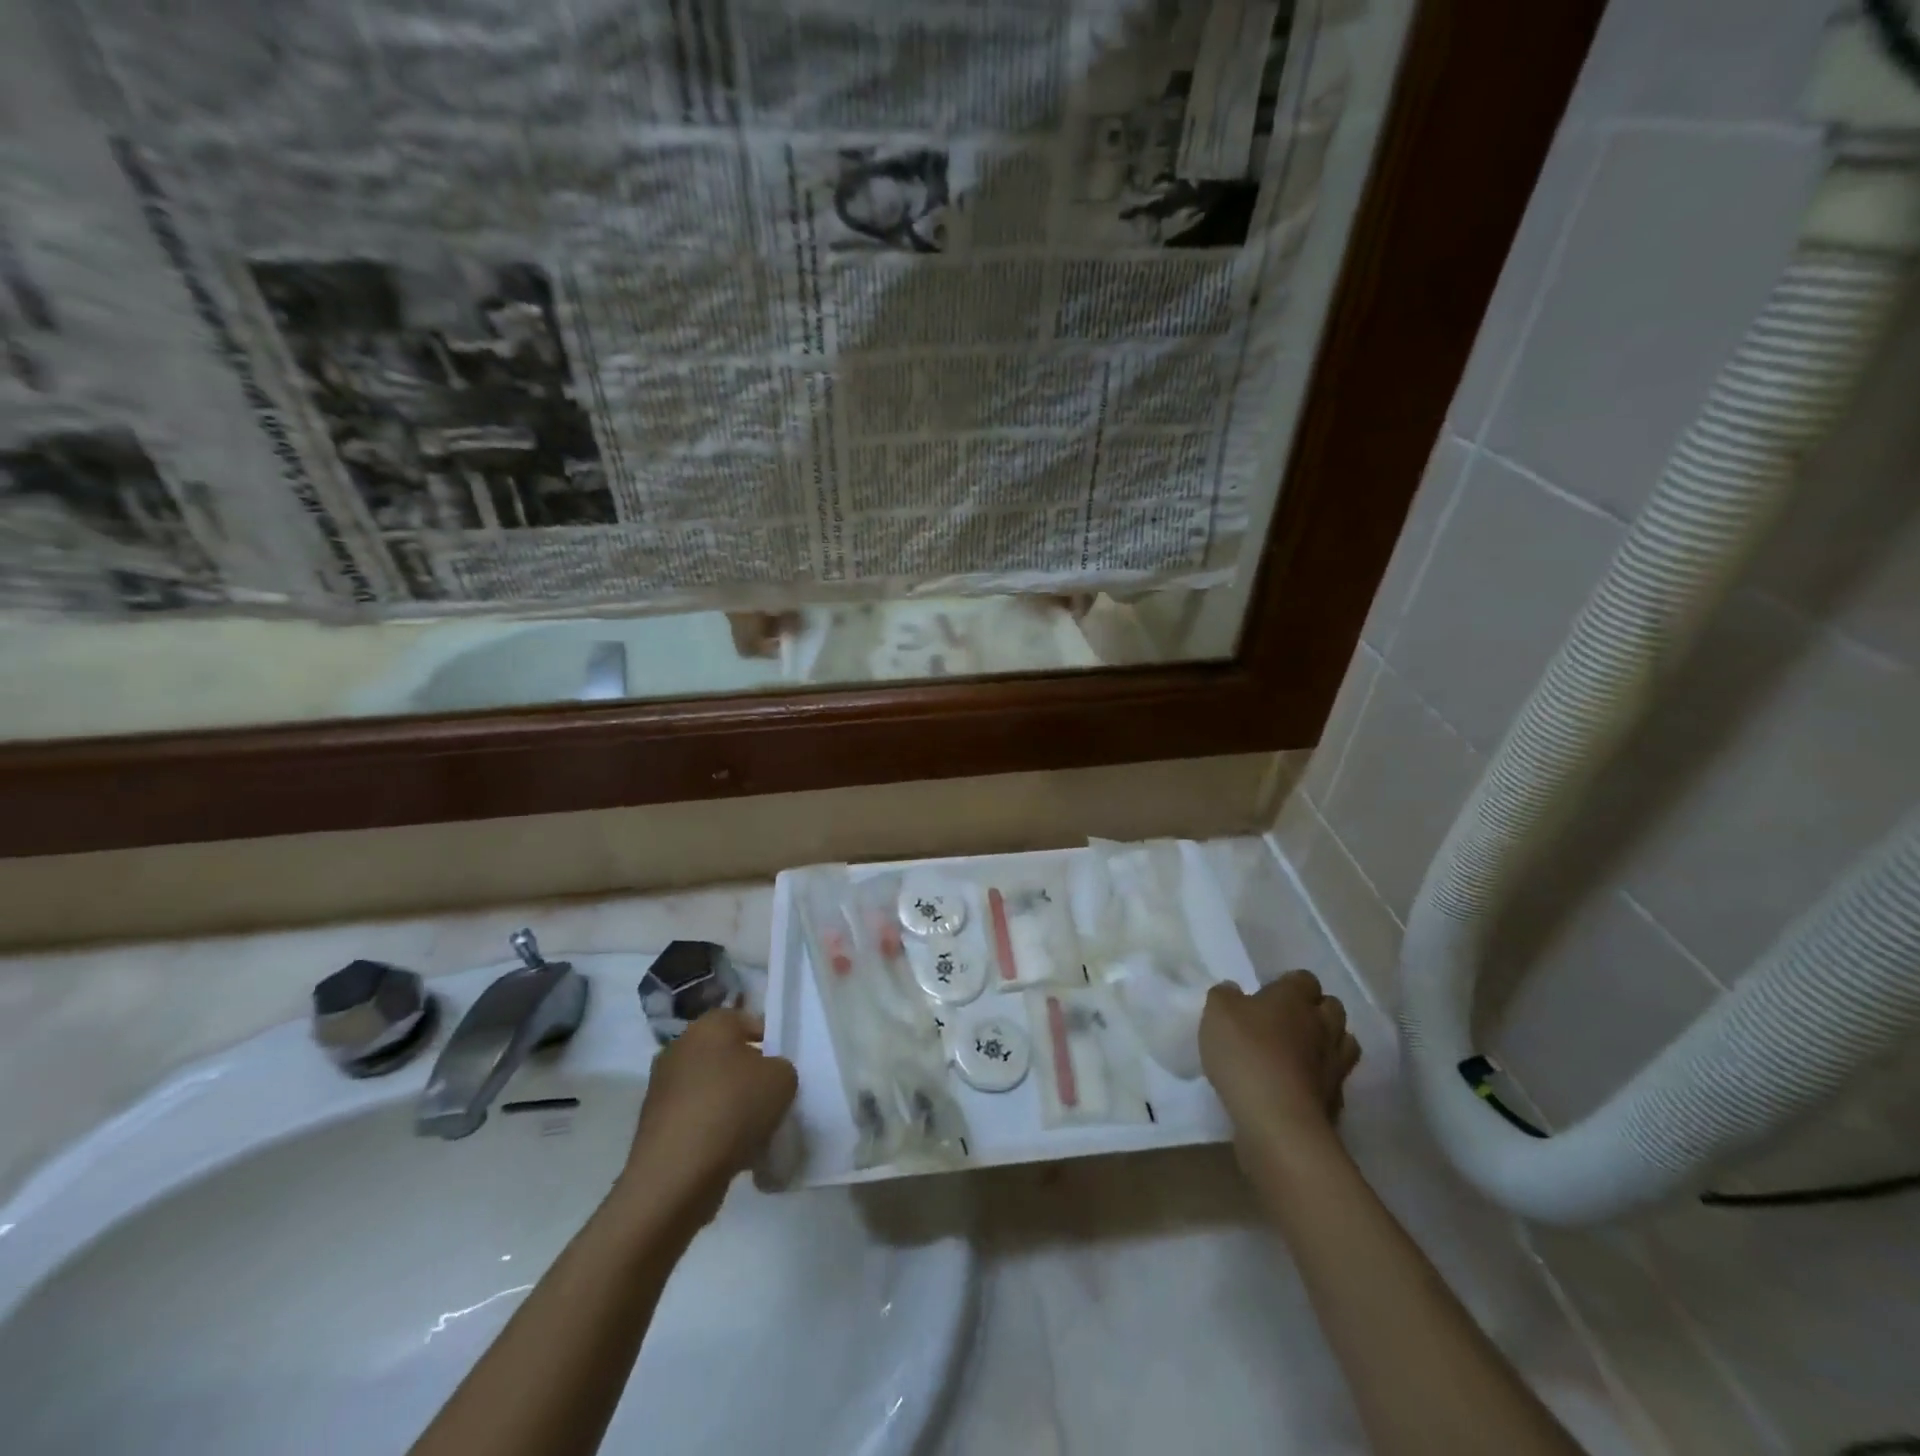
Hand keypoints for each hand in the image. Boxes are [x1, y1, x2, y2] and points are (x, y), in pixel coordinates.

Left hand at [621, 1009, 796, 1226]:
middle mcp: (680, 1047)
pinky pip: (694, 1118)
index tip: (782, 1069)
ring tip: (751, 1131)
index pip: (747, 1021)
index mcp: (710, 1025)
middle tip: (769, 1098)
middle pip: (726, 1055)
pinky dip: (710, 1130)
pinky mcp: (653, 1125)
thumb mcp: (783, 1078)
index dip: (770, 1041)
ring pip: (709, 1088)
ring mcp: (661, 1087)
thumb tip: (766, 1076)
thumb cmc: (733, 1109)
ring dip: (728, 1104)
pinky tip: (729, 1151)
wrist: (676, 1175)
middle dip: (747, 1074)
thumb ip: (781, 1068)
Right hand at [1200, 971, 1360, 1152]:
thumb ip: (1224, 996)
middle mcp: (1321, 1025)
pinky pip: (1337, 1079)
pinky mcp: (1336, 1099)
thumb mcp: (1217, 1013)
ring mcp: (1335, 1063)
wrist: (1277, 1119)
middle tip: (1287, 1020)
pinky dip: (1324, 1078)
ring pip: (1344, 1042)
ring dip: (1328, 1042)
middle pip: (1332, 1007)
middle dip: (1316, 1009)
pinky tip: (1303, 1084)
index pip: (1303, 979)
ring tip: (1303, 1051)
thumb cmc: (1246, 1053)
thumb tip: (1234, 990)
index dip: (1289, 984)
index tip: (1268, 995)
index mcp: (1294, 998)